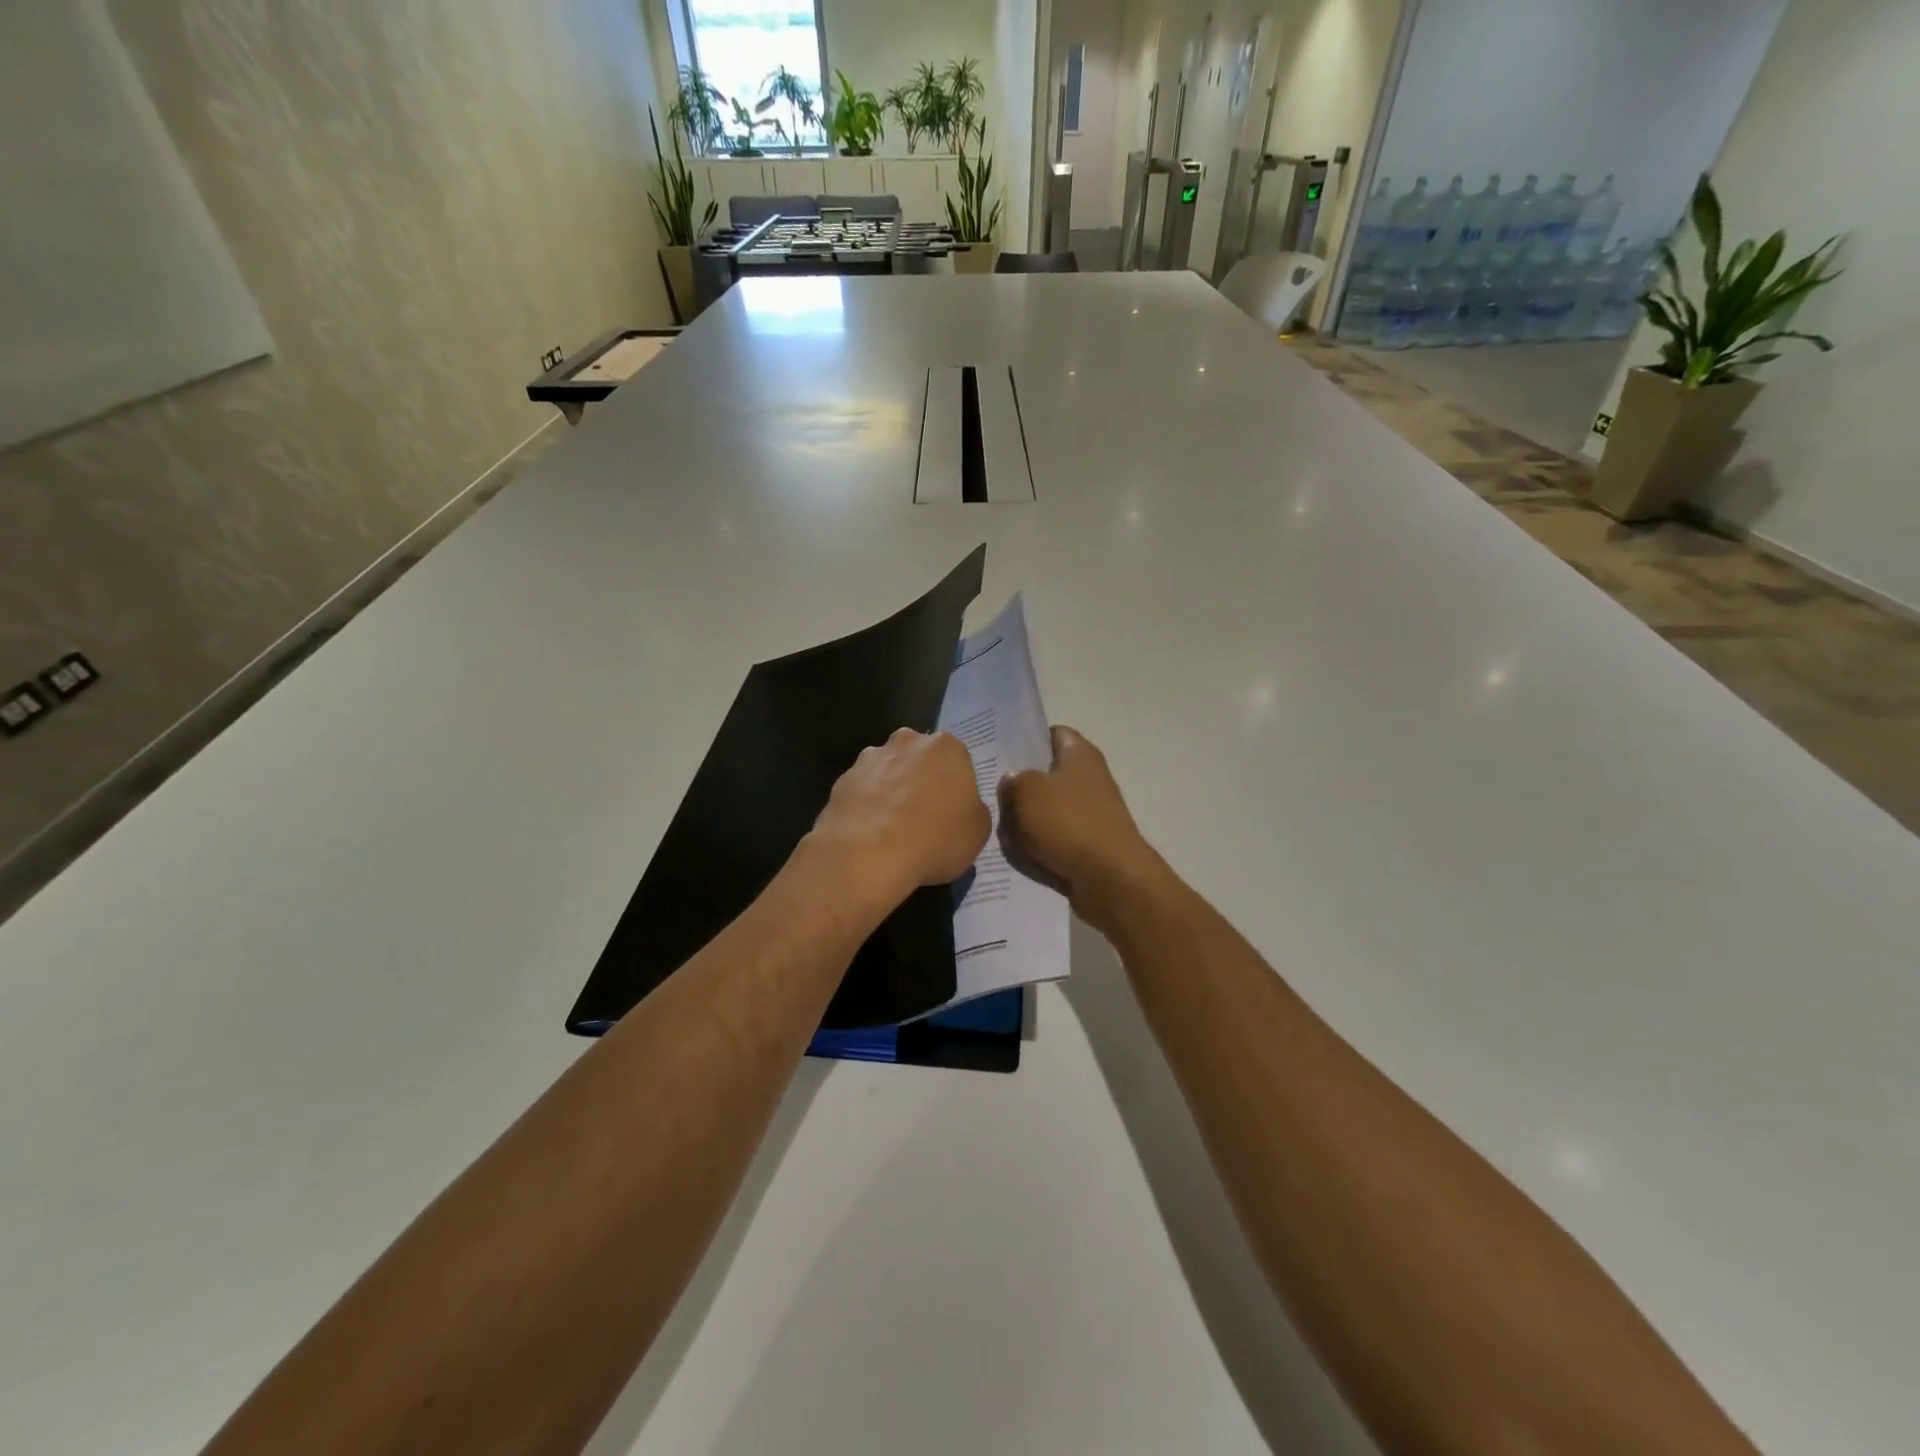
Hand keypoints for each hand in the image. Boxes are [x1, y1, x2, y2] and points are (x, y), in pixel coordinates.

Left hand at [804, 729, 990, 927]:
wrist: (868, 854)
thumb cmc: (935, 839)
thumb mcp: (978, 832)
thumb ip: (973, 810)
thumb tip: (962, 807)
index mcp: (947, 747)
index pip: (957, 761)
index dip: (955, 787)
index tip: (952, 812)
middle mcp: (908, 742)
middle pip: (919, 759)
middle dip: (921, 780)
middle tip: (924, 817)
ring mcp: (871, 758)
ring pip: (888, 771)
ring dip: (891, 791)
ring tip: (892, 829)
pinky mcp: (842, 779)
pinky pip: (863, 791)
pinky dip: (867, 806)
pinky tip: (869, 834)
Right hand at [1000, 727, 1161, 924]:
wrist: (1109, 879)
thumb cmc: (1069, 823)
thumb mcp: (1027, 791)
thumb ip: (1013, 780)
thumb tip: (1012, 781)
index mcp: (1080, 754)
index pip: (1051, 733)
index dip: (1025, 739)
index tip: (998, 752)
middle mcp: (1088, 779)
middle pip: (1044, 775)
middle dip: (1019, 786)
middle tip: (990, 793)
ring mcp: (1089, 813)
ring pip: (1045, 810)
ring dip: (1024, 820)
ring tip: (1000, 828)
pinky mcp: (1085, 844)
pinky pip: (1052, 838)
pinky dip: (1036, 845)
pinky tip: (1017, 853)